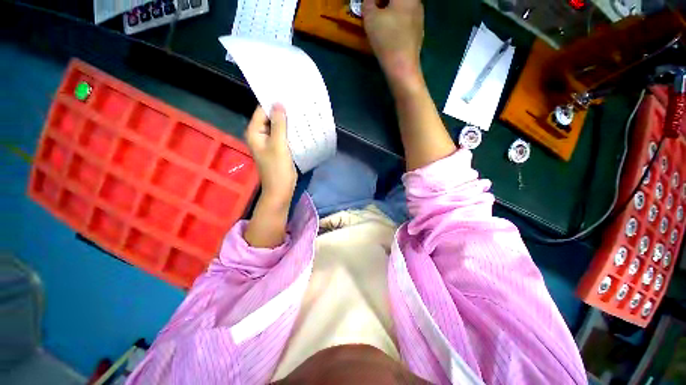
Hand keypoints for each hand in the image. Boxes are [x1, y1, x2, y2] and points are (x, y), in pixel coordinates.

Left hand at [245, 105, 296, 206]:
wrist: (281, 190)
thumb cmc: (278, 169)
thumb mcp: (279, 145)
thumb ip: (279, 124)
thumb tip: (279, 103)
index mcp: (255, 132)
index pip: (262, 110)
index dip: (274, 102)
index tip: (287, 93)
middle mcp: (260, 135)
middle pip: (270, 118)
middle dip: (283, 111)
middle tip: (297, 101)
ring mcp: (270, 142)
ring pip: (278, 127)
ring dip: (288, 121)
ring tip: (301, 111)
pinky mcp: (278, 148)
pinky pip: (283, 135)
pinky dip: (290, 131)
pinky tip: (300, 126)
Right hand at [363, 0, 423, 84]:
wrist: (402, 66)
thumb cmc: (386, 39)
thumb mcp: (370, 18)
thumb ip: (368, 4)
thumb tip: (369, 1)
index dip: (377, 0)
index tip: (371, 6)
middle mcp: (416, 3)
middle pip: (399, 0)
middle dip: (386, 3)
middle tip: (375, 11)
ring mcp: (420, 19)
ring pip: (405, 9)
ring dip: (392, 12)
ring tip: (381, 22)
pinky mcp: (419, 34)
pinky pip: (407, 22)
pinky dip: (398, 24)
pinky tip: (391, 35)